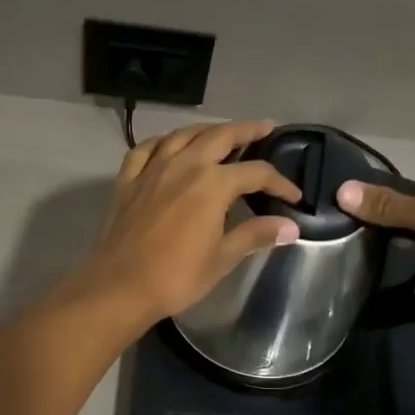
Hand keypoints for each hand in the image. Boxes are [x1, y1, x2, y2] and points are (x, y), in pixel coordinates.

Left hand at [78, 119, 301, 326]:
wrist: (120, 286)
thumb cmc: (176, 276)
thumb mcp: (222, 258)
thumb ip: (255, 235)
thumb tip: (290, 227)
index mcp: (212, 184)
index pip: (255, 172)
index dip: (279, 182)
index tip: (293, 196)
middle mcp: (184, 165)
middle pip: (220, 136)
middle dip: (246, 130)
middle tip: (264, 127)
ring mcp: (152, 169)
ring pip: (183, 135)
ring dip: (206, 130)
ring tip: (221, 132)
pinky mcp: (127, 180)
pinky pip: (146, 149)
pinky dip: (162, 142)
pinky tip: (169, 146)